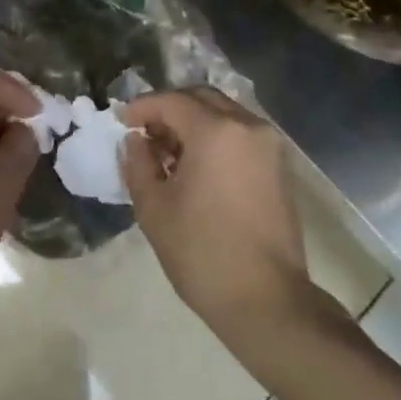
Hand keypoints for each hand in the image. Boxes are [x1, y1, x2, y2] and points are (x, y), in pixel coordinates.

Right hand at [121, 88, 313, 351]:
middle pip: (201, 98)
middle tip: (145, 133)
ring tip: (168, 153)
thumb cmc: (202, 253)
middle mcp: (248, 126)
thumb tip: (135, 140)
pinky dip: (216, 137)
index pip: (171, 101)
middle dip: (169, 109)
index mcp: (216, 131)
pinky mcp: (279, 166)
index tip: (121, 120)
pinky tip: (197, 167)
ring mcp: (269, 145)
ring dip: (194, 122)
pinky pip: (241, 134)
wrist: (267, 301)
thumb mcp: (154, 207)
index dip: (142, 107)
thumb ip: (138, 163)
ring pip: (224, 114)